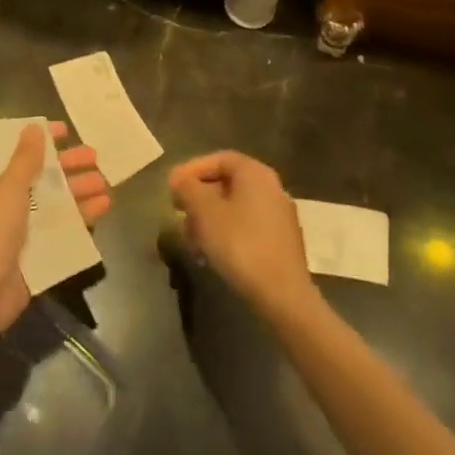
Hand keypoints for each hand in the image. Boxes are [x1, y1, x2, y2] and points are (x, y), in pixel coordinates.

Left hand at [0, 121, 110, 338]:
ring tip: (106, 185)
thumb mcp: (8, 188)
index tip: (66, 131)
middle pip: (40, 179)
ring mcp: (21, 230)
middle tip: (96, 159)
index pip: (16, 154)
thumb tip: (34, 127)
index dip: (40, 141)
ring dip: (79, 193)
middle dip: (68, 168)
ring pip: (55, 204)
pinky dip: (81, 219)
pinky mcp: (37, 254)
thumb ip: (24, 159)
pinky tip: (102, 210)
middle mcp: (4, 204)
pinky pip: (62, 231)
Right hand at [169, 151, 316, 319]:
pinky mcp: (280, 242)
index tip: (173, 188)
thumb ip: (188, 188)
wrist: (282, 295)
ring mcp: (278, 216)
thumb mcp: (205, 212)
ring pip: (234, 208)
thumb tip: (178, 178)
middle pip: (226, 183)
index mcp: (255, 174)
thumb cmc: (240, 244)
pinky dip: (224, 234)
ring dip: (208, 220)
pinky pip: (245, 227)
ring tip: (190, 241)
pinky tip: (209, 255)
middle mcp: (271, 188)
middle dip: (198, 199)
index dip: (192, 169)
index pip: (219, 159)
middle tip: (179, 214)